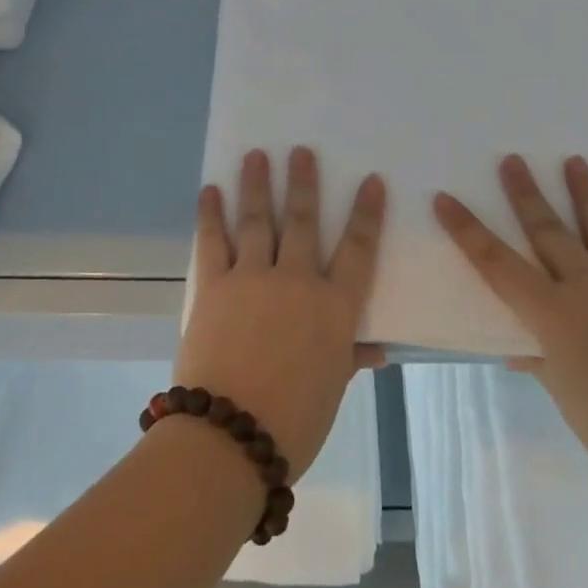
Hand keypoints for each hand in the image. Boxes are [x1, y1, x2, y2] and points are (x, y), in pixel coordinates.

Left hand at [176, 147, 385, 480]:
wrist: (230, 437)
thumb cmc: (293, 422)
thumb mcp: (331, 389)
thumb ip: (349, 358)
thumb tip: (376, 350)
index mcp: (333, 308)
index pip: (358, 250)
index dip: (367, 214)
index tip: (371, 181)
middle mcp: (297, 281)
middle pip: (304, 221)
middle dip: (304, 183)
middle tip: (301, 150)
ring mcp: (253, 278)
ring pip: (259, 220)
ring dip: (257, 184)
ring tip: (256, 155)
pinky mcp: (215, 286)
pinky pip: (213, 241)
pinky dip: (211, 214)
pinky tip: (210, 191)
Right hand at [434, 154, 587, 505]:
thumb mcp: (567, 398)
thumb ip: (542, 362)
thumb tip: (519, 351)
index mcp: (552, 314)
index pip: (497, 264)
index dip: (467, 230)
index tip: (446, 200)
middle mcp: (586, 286)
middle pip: (547, 230)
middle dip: (526, 194)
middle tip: (513, 159)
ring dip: (584, 191)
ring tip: (574, 159)